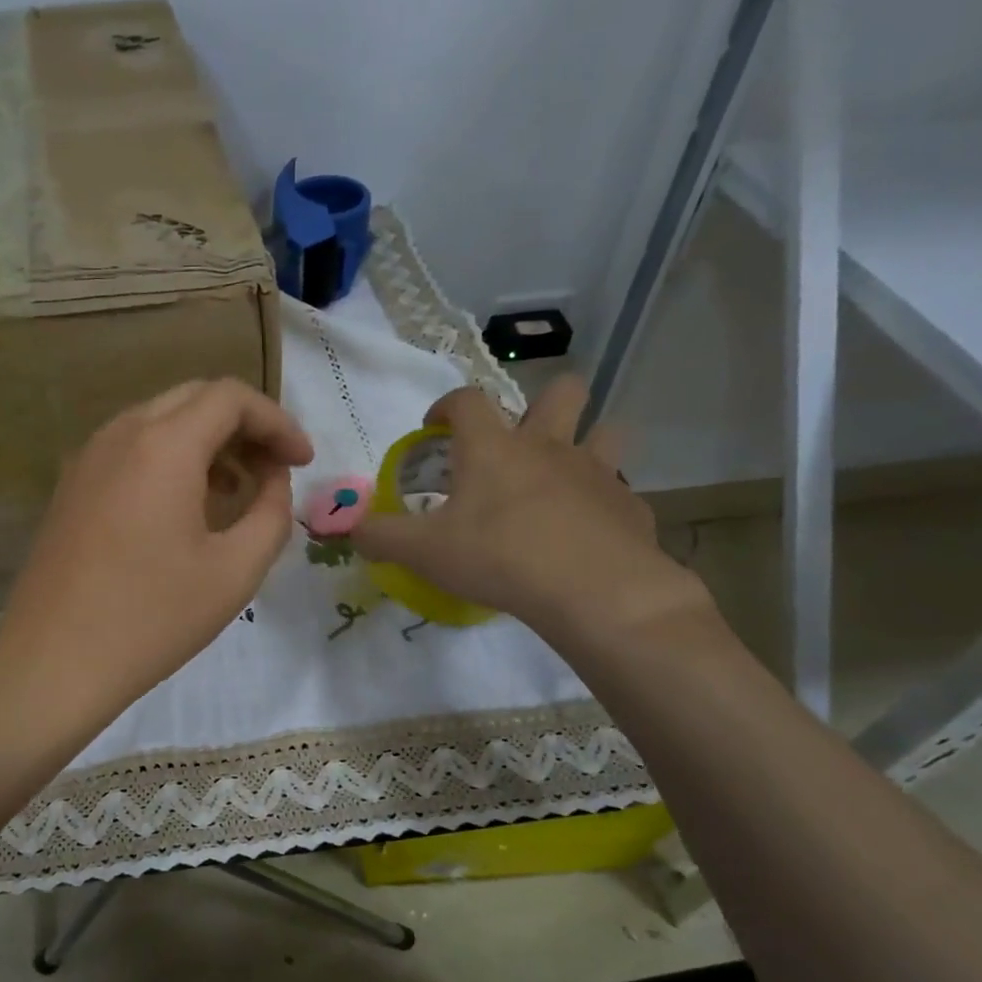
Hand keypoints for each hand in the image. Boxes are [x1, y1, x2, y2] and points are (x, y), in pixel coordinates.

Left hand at [0, 378, 313, 729]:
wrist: (53, 661)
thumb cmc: (153, 618)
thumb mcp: (236, 570)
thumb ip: (272, 513)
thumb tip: (274, 479)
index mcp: (163, 445)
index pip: (231, 397)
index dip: (277, 422)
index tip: (303, 462)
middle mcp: (121, 434)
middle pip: (195, 399)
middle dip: (244, 426)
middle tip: (275, 470)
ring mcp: (88, 457)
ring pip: (160, 421)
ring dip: (207, 442)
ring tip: (237, 491)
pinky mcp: (72, 485)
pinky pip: (132, 449)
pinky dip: (171, 459)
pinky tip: (187, 507)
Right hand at [351, 377, 711, 652]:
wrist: (591, 589)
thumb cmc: (498, 557)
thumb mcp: (423, 552)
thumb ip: (381, 537)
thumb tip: (353, 530)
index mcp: (494, 447)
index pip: (467, 399)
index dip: (447, 405)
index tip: (436, 427)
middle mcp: (549, 446)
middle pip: (562, 391)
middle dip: (543, 402)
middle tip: (520, 440)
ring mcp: (597, 472)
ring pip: (606, 431)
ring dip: (589, 442)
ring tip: (566, 475)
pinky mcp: (629, 506)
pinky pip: (619, 492)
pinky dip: (604, 505)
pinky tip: (589, 534)